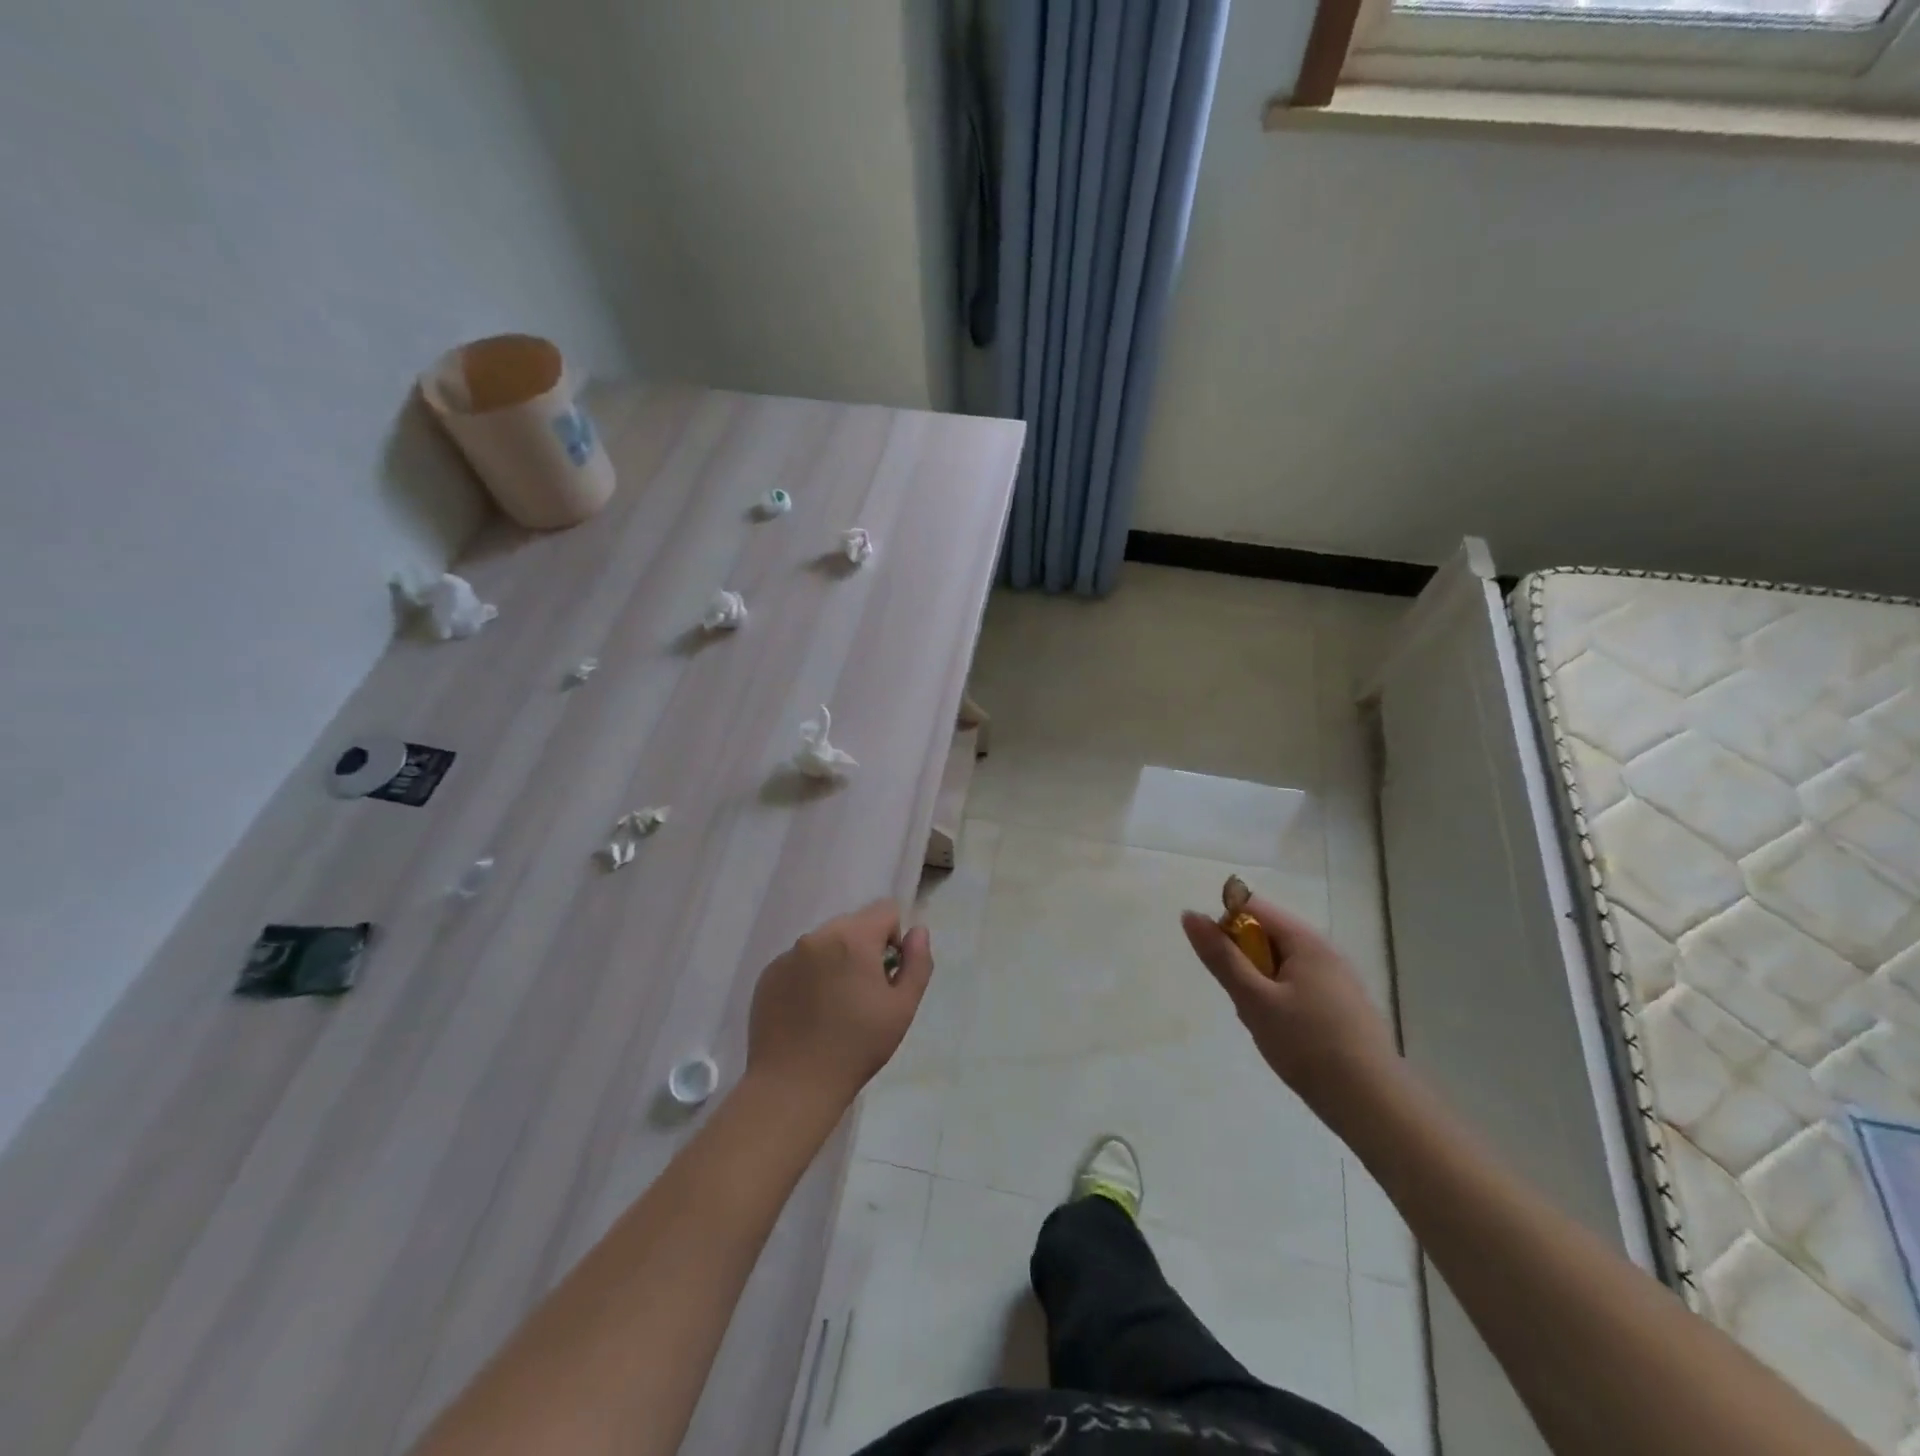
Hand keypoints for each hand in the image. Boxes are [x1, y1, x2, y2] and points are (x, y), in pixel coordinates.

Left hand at [746, 900, 932, 1112]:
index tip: (887, 975)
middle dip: (864, 949)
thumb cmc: (857, 1047)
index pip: (885, 910)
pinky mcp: (769, 974)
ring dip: (836, 960)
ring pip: (825, 942)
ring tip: (835, 1006)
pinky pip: (799, 961)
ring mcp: (788, 954)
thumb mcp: (903, 1008)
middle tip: (863, 994)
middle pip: (854, 924)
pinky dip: (810, 976)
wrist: (794, 1085)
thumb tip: (917, 931)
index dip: (894, 938)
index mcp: (853, 938)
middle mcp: (817, 936)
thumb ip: (917, 962)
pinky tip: (809, 1012)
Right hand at [1181, 893, 1398, 1117]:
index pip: (1253, 908)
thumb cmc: (1307, 1045)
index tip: (1220, 965)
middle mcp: (1326, 952)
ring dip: (1262, 986)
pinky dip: (1282, 1002)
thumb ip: (1221, 957)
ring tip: (1264, 1023)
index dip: (1226, 927)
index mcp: (1306, 941)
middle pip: (1269, 935)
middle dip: (1245, 962)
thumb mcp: (1254, 1000)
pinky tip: (1286, 1035)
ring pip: (1283, 966)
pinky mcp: (1345, 1007)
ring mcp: (1339, 980)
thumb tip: (1190, 914)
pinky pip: (1301, 988)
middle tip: (1243, 1000)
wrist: (1373, 1105)